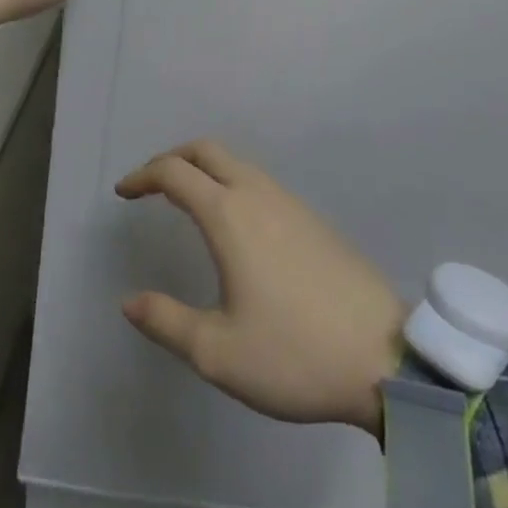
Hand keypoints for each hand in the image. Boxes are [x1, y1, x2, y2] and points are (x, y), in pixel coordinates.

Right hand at [115, 141, 405, 438]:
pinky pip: (257, 179)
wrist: (384, 357)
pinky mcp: (310, 217)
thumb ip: (167, 322)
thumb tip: (129, 301)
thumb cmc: (294, 354)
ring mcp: (288, 201)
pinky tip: (233, 221)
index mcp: (228, 214)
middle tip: (150, 185)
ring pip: (235, 161)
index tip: (123, 192)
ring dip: (203, 167)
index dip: (142, 176)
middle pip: (205, 150)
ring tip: (186, 199)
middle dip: (172, 158)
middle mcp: (255, 193)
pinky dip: (230, 180)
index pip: (174, 172)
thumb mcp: (218, 352)